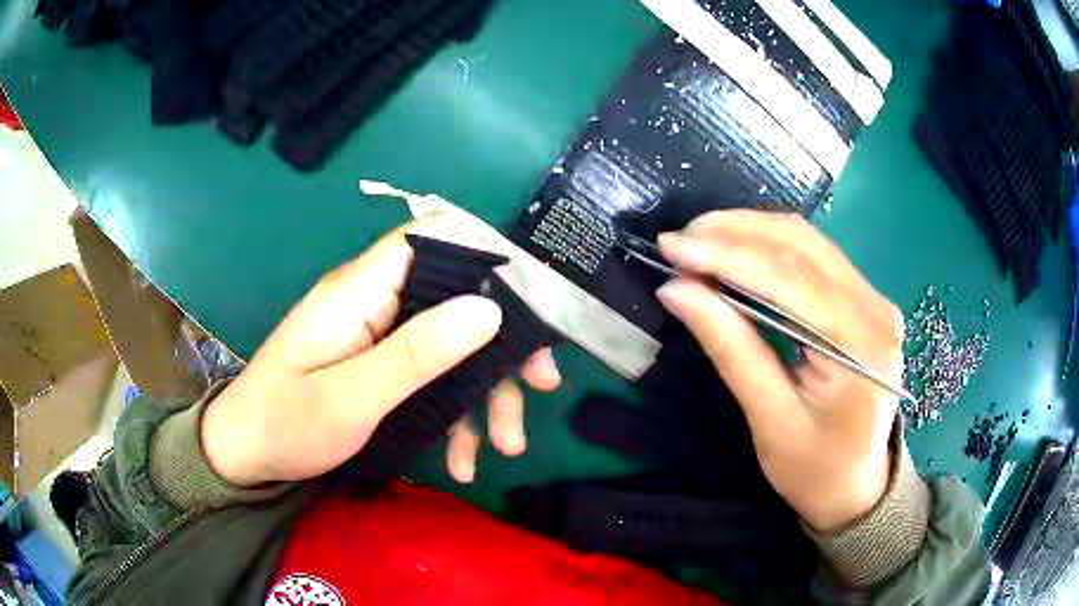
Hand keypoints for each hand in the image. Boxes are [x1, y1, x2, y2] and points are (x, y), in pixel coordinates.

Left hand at [201, 220, 559, 487]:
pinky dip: (454, 415)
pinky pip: (431, 376)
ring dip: (485, 393)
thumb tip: (487, 309)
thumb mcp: (351, 398)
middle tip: (542, 384)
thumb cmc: (286, 423)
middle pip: (457, 296)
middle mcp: (376, 301)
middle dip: (503, 343)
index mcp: (362, 290)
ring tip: (505, 446)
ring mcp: (380, 335)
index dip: (487, 255)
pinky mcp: (380, 364)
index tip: (531, 303)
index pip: (434, 237)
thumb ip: (417, 353)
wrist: (246, 454)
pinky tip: (462, 459)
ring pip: (452, 344)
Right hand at [656, 211, 903, 532]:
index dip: (726, 256)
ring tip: (700, 241)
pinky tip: (737, 253)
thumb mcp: (769, 419)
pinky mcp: (864, 300)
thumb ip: (730, 349)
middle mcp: (876, 308)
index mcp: (860, 345)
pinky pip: (815, 258)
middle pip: (802, 245)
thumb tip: (676, 291)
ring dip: (750, 233)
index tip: (672, 246)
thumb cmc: (814, 469)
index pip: (789, 279)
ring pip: (807, 242)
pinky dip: (770, 249)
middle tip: (680, 240)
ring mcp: (875, 299)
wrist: (856, 487)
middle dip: (735, 232)